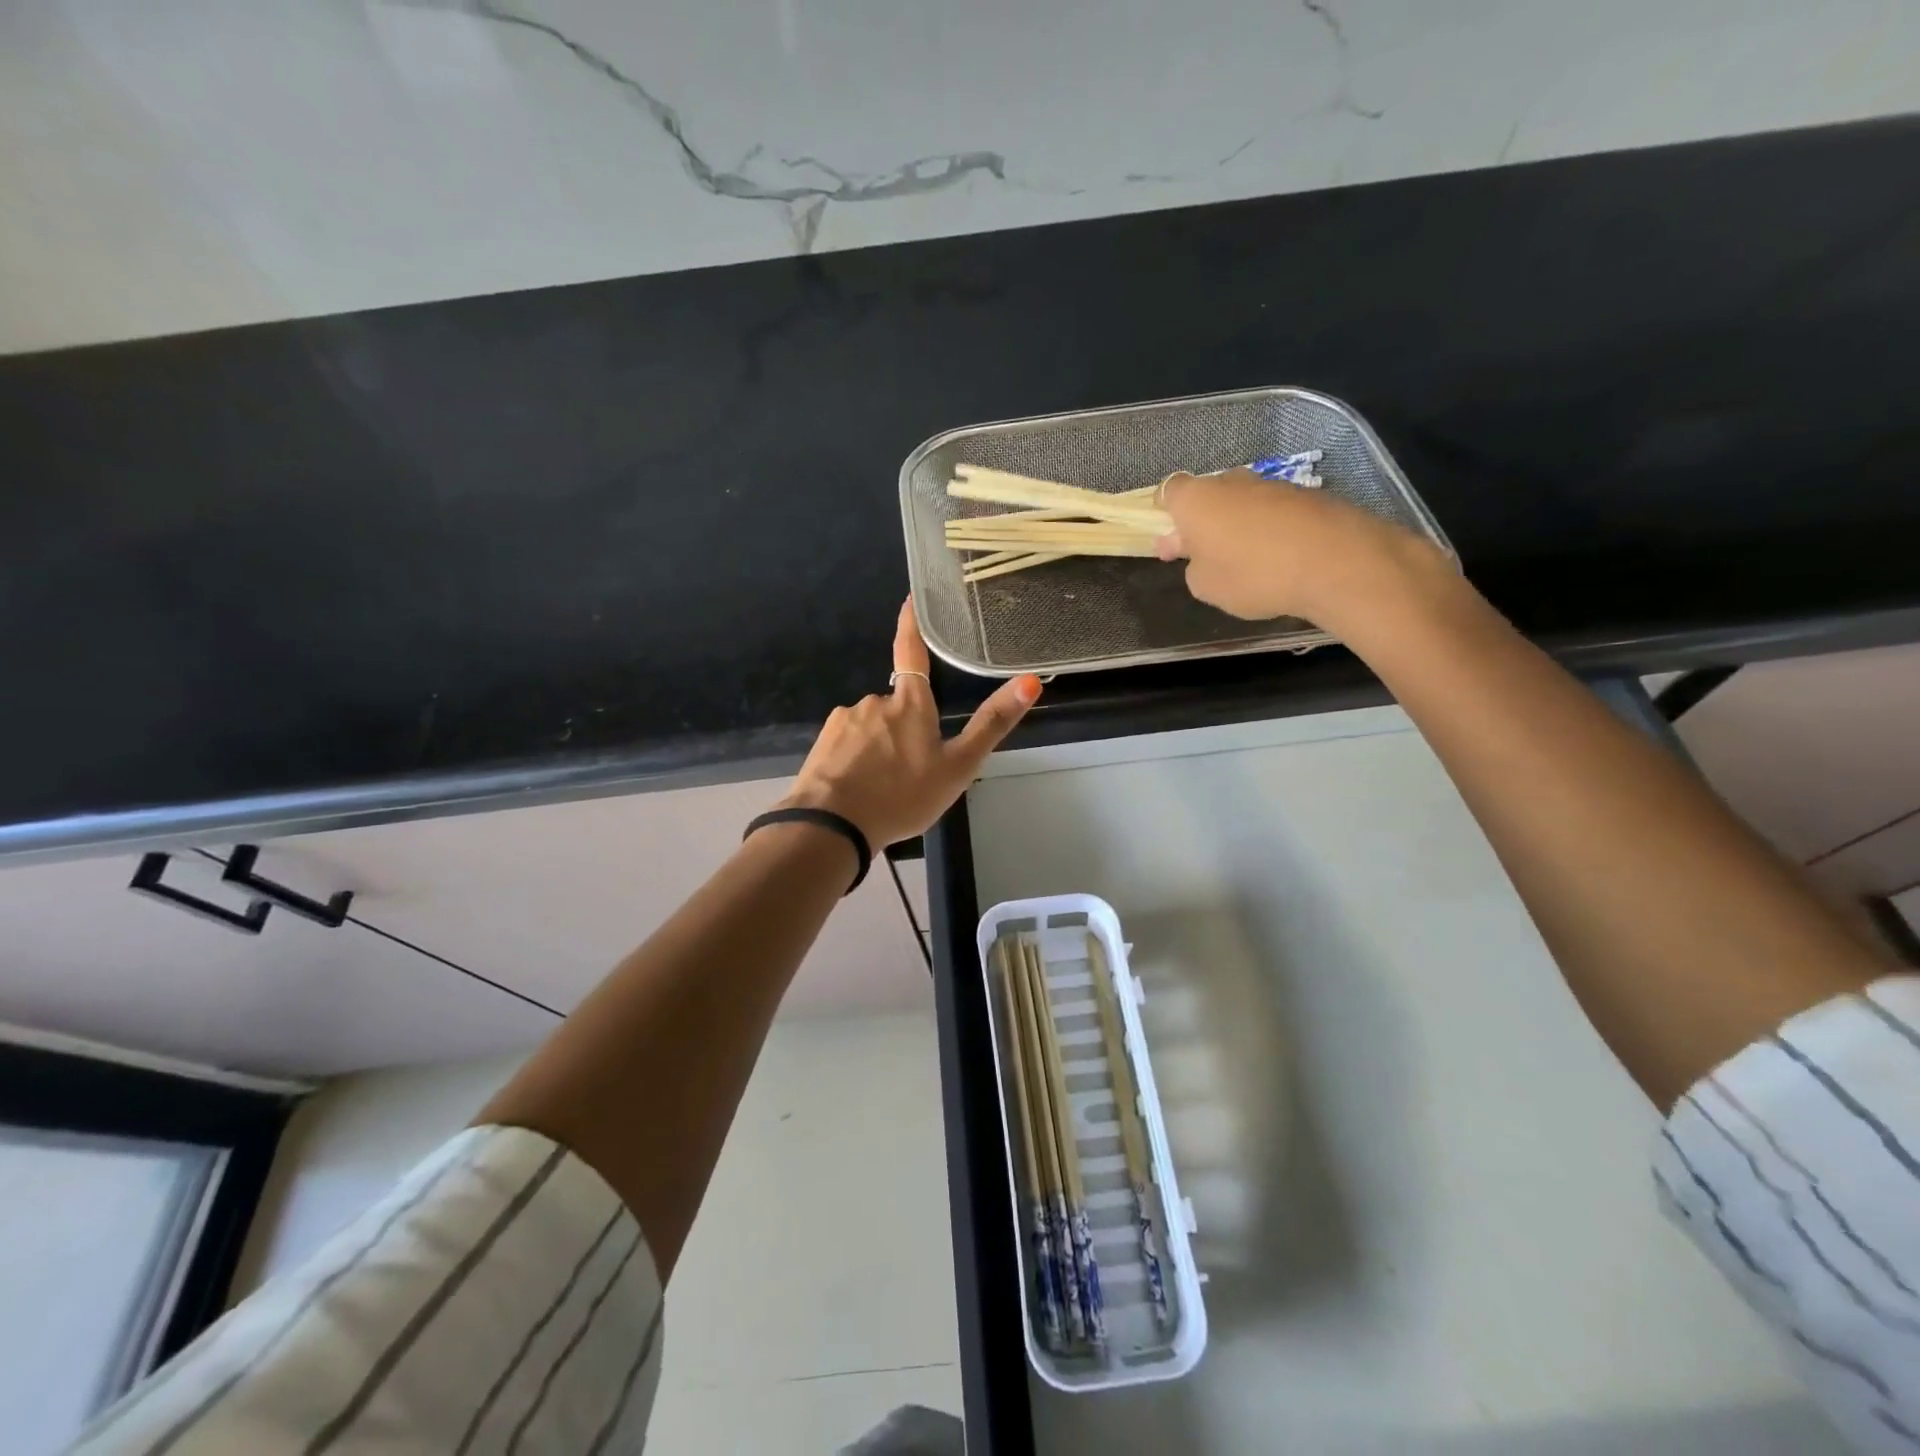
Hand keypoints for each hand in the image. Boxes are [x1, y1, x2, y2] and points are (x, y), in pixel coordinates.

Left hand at [778, 600, 1042, 849]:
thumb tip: (1031, 681)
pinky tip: (859, 788)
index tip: (908, 599)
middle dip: (905, 730)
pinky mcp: (824, 741)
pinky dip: (856, 760)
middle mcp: (876, 701)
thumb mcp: (958, 767)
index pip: (912, 652)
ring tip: (885, 787)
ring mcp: (846, 720)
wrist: (833, 825)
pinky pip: (848, 744)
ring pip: (872, 728)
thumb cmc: (903, 795)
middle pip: (897, 706)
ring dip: (880, 748)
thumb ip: (992, 725)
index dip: (911, 625)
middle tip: (911, 773)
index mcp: (911, 704)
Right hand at [1157, 468, 1449, 625]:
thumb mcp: (1205, 587)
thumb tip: (1200, 556)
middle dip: (1202, 521)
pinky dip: (1269, 529)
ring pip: (1242, 502)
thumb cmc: (1253, 575)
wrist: (1336, 562)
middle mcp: (1231, 482)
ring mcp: (1272, 485)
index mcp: (1196, 500)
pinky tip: (1279, 558)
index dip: (1165, 513)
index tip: (1170, 538)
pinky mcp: (1306, 495)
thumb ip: (1193, 567)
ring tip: (1247, 561)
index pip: (1168, 491)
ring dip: (1237, 525)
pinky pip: (1273, 511)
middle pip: (1207, 496)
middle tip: (1205, 556)